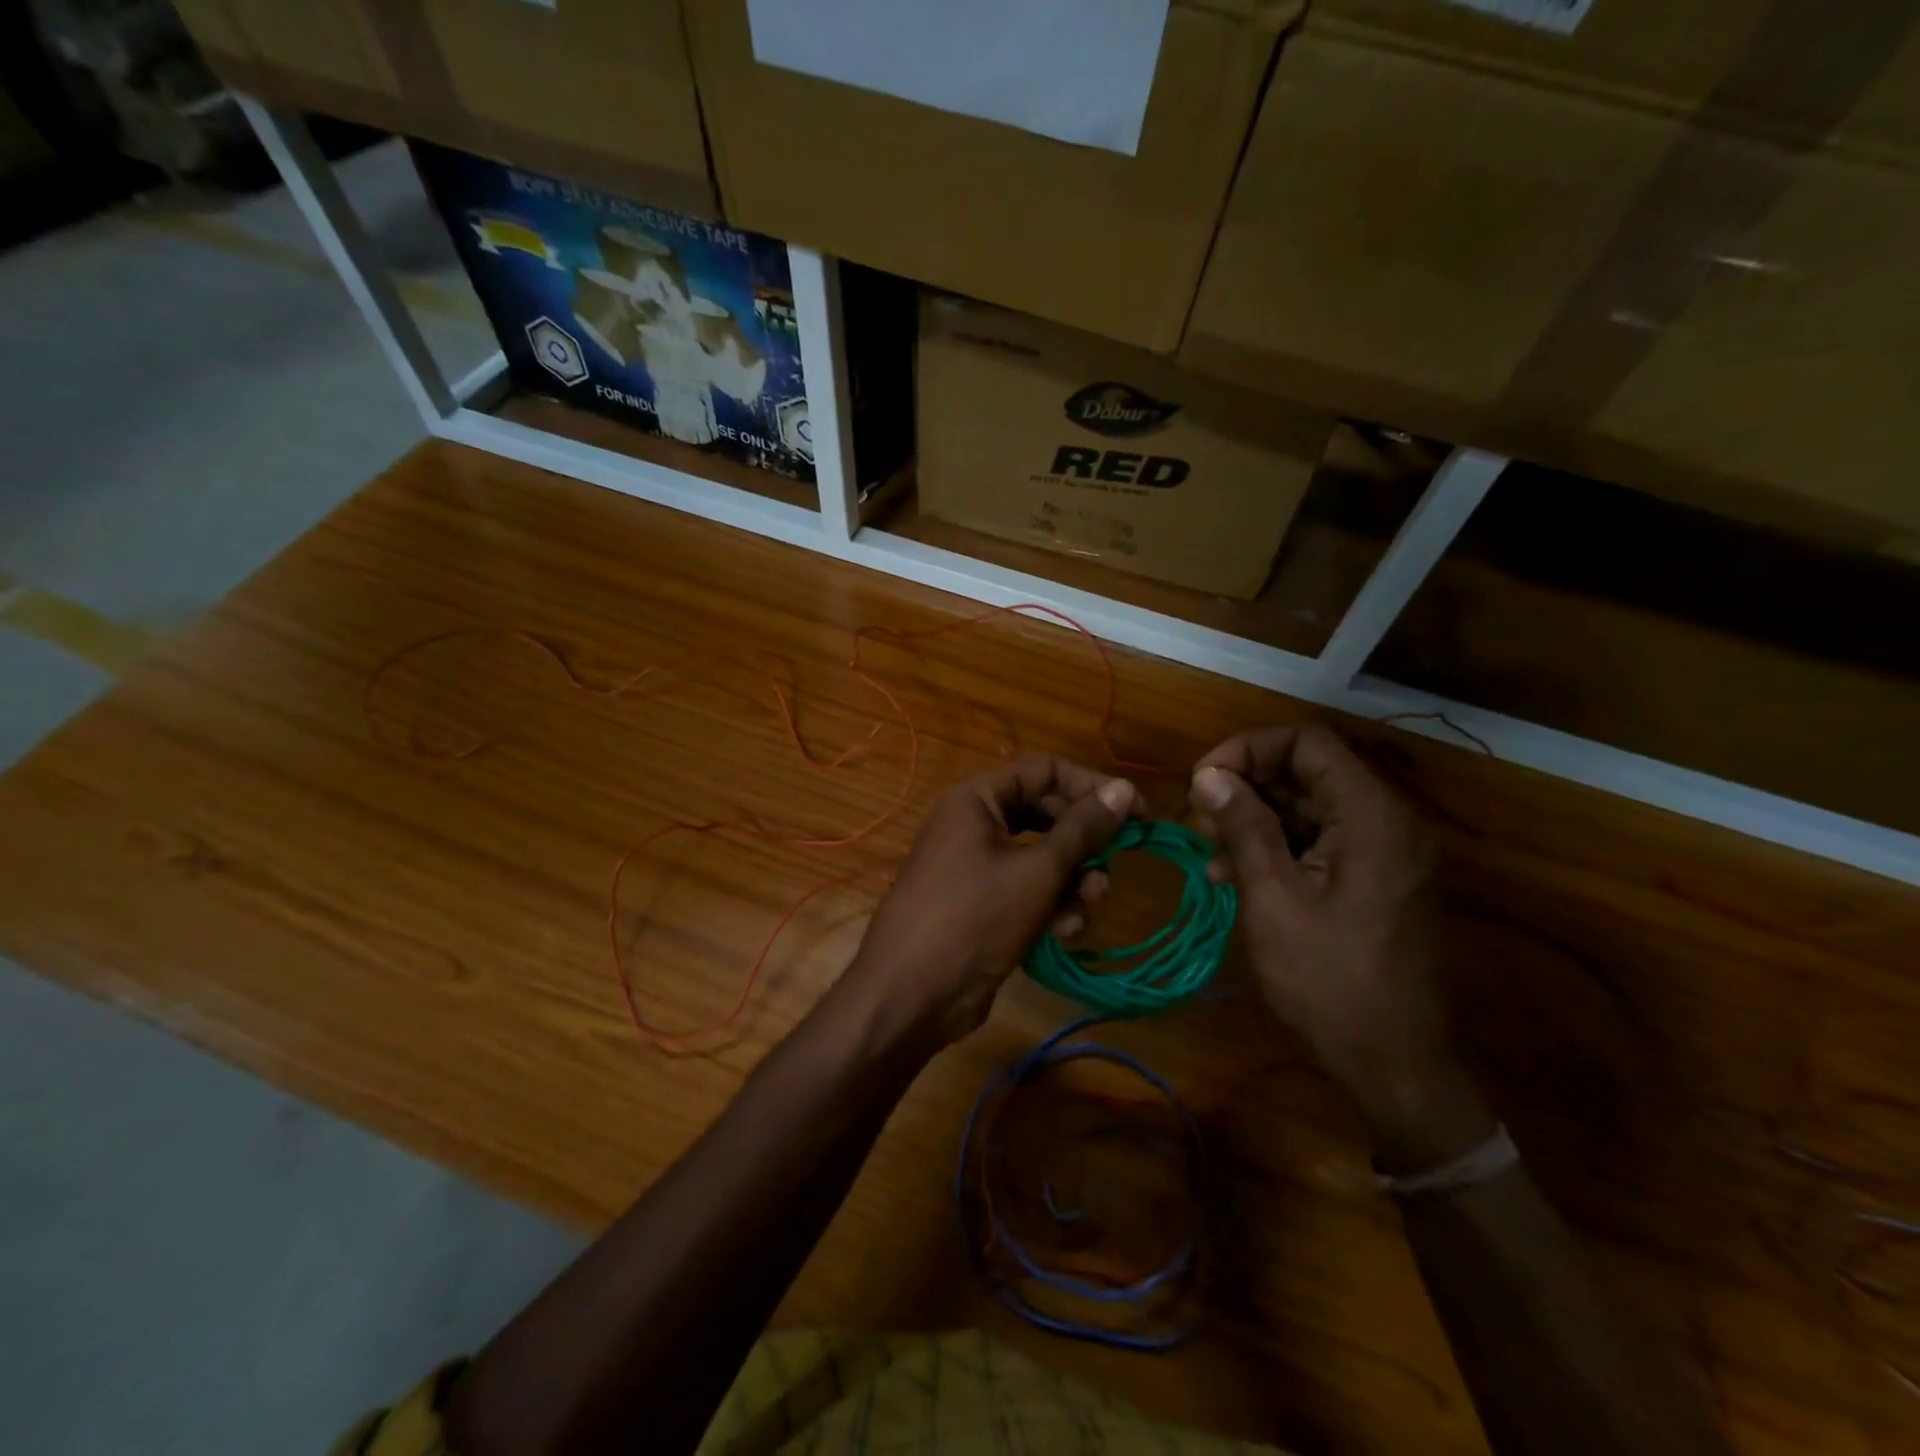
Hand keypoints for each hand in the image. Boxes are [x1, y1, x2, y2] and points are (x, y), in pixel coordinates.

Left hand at [839, 756, 1143, 1050]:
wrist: (913, 994)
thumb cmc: (975, 917)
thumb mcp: (1037, 871)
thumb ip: (1083, 828)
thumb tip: (1123, 788)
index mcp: (977, 798)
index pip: (1045, 770)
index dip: (1092, 787)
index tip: (1136, 813)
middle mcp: (975, 822)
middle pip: (1045, 814)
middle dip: (1083, 844)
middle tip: (1112, 866)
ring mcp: (976, 863)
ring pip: (1041, 856)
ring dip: (1071, 880)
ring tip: (1085, 906)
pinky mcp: (983, 902)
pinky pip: (1027, 888)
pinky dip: (1049, 904)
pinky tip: (1062, 932)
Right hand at [1189, 723, 1491, 1169]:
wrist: (1394, 1064)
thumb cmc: (1329, 980)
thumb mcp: (1273, 897)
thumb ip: (1243, 827)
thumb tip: (1208, 774)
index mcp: (1371, 816)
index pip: (1306, 742)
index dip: (1248, 749)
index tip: (1203, 780)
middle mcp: (1385, 822)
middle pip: (1307, 771)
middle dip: (1245, 786)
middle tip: (1197, 818)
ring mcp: (1382, 853)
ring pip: (1308, 807)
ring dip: (1254, 818)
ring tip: (1207, 849)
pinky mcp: (1373, 880)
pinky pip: (1319, 842)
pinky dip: (1275, 847)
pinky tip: (1232, 875)